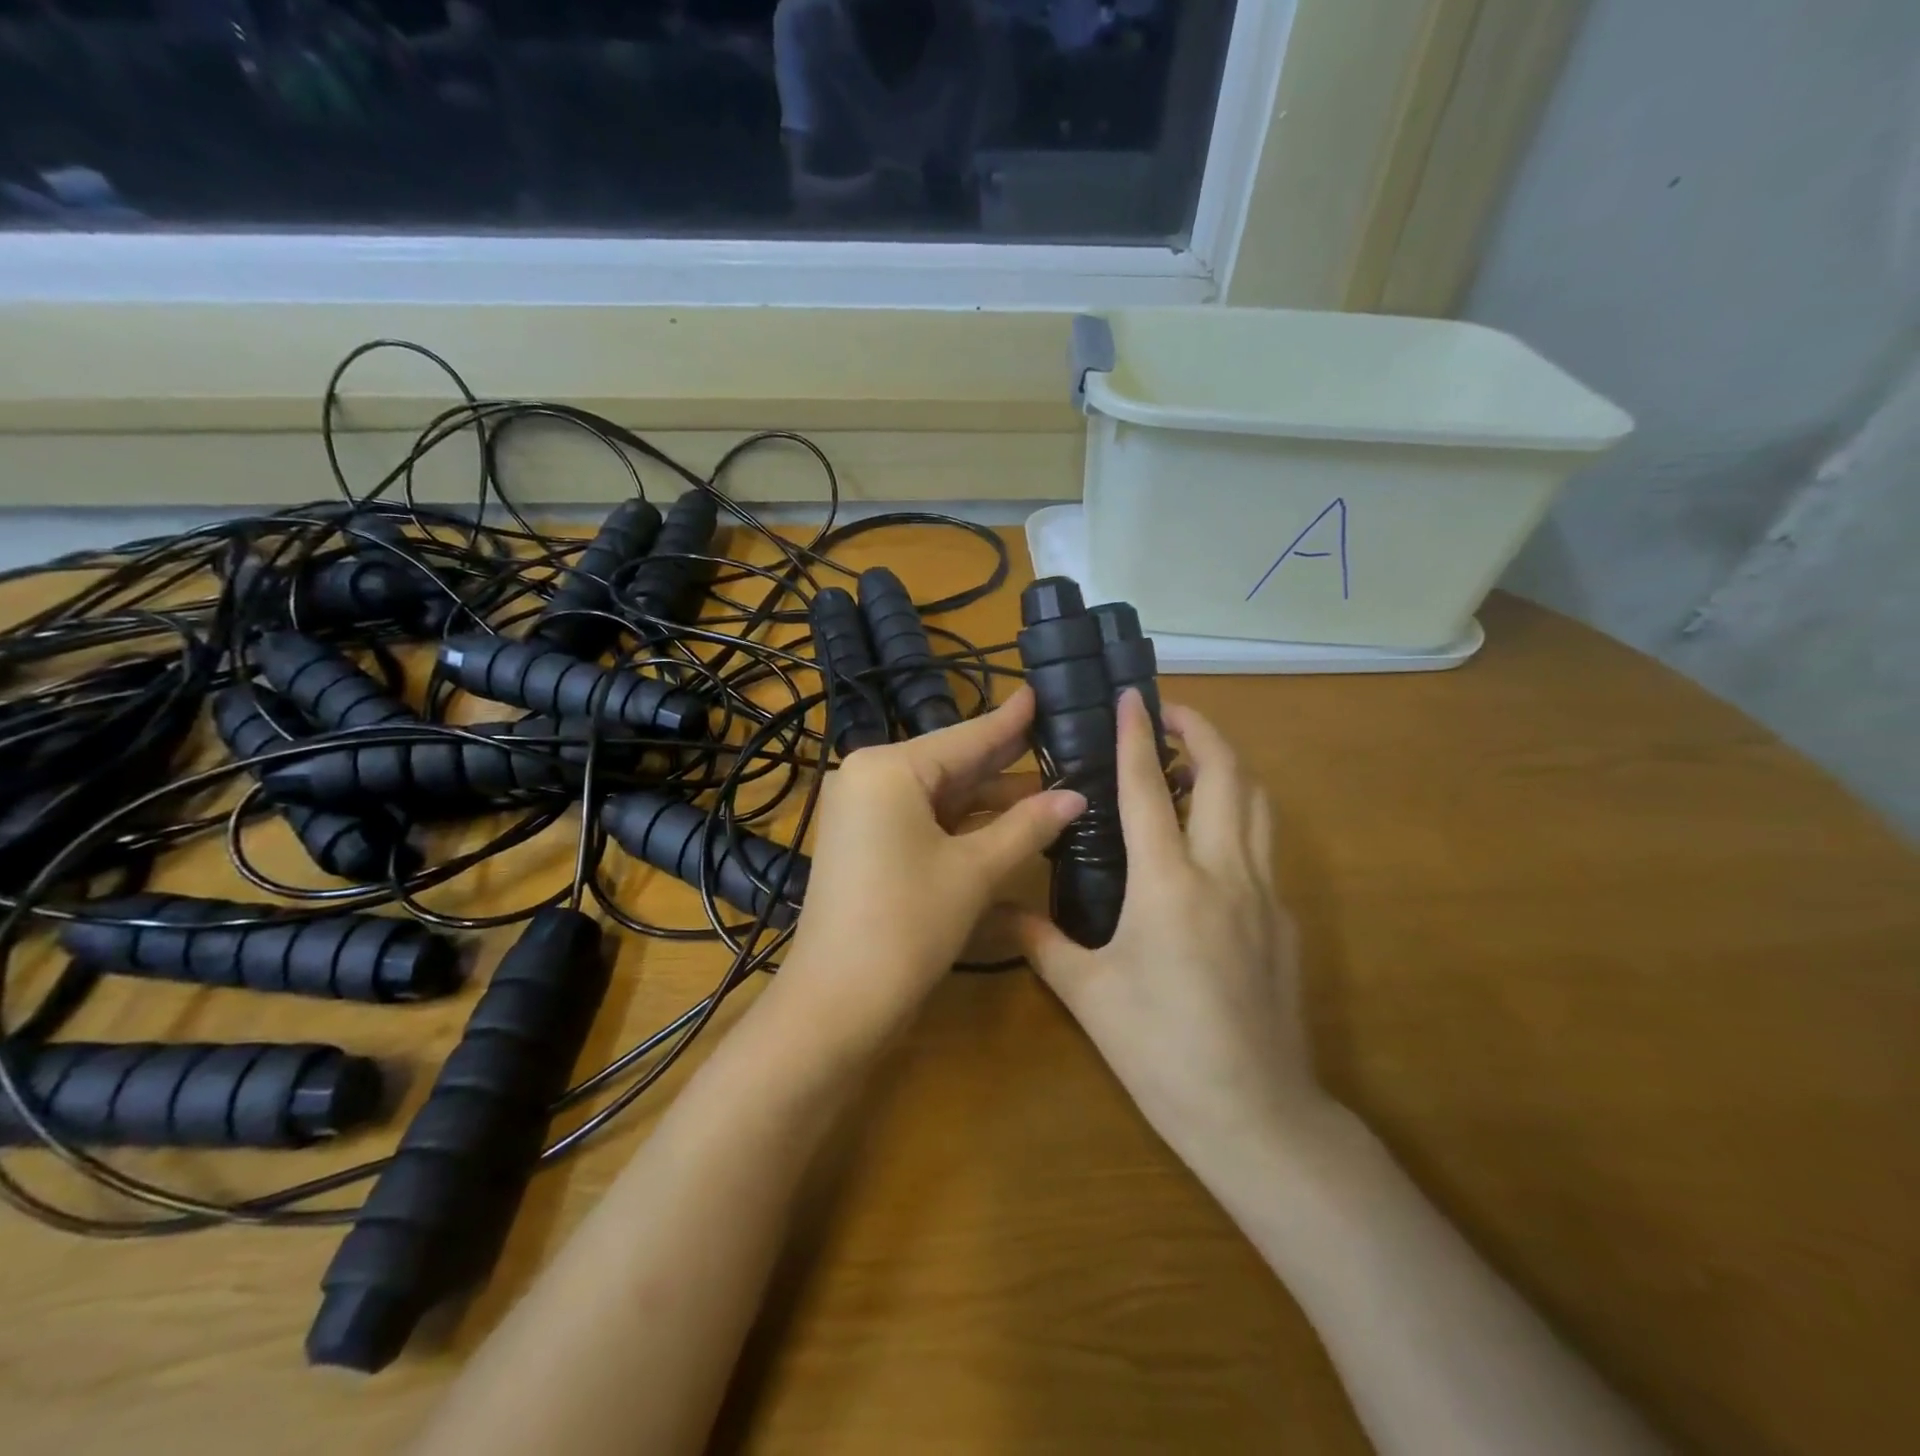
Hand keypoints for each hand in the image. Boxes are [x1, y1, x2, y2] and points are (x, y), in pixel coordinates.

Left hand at [781, 686, 1084, 1040]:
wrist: (837, 1002)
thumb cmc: (908, 924)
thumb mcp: (974, 871)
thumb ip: (1027, 826)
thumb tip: (1077, 797)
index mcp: (889, 768)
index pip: (966, 737)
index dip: (1011, 720)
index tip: (1042, 692)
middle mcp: (870, 777)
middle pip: (952, 763)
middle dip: (1007, 760)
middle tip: (1060, 740)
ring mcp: (863, 811)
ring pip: (940, 794)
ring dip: (991, 797)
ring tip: (1052, 785)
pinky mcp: (866, 842)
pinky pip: (924, 819)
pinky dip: (964, 823)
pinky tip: (1009, 821)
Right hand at [1018, 693, 1326, 1156]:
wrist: (1256, 1115)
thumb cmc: (1160, 1050)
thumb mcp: (1087, 994)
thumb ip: (1040, 940)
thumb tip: (997, 908)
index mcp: (1168, 883)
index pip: (1148, 788)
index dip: (1138, 735)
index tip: (1132, 696)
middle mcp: (1223, 872)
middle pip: (1227, 774)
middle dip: (1201, 731)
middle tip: (1168, 716)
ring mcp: (1264, 893)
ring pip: (1258, 803)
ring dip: (1227, 766)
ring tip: (1189, 764)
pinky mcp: (1284, 919)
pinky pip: (1263, 845)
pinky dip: (1238, 816)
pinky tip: (1207, 843)